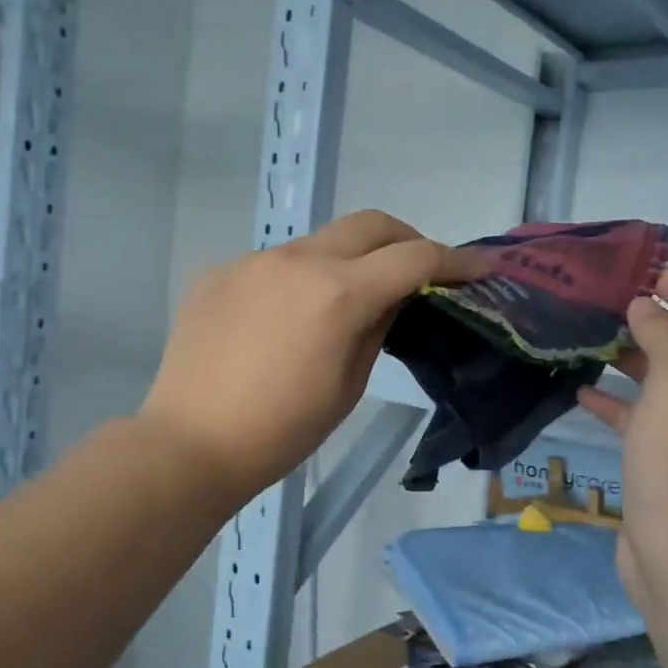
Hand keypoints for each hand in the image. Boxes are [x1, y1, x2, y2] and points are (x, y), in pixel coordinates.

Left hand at [138, 211, 485, 501]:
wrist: (189, 444)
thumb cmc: (281, 432)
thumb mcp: (348, 385)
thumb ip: (377, 327)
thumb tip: (392, 297)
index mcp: (338, 293)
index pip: (413, 258)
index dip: (455, 261)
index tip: (478, 269)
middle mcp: (296, 260)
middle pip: (369, 224)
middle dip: (406, 239)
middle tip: (419, 270)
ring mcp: (252, 261)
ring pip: (318, 242)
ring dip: (347, 260)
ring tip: (345, 302)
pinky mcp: (218, 273)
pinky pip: (274, 265)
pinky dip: (298, 280)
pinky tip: (285, 321)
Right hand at [576, 269, 667, 606]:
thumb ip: (667, 334)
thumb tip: (647, 307)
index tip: (646, 275)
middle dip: (655, 321)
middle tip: (606, 306)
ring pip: (663, 383)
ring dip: (631, 359)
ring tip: (589, 341)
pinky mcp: (663, 466)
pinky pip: (640, 420)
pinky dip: (614, 403)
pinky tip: (580, 394)